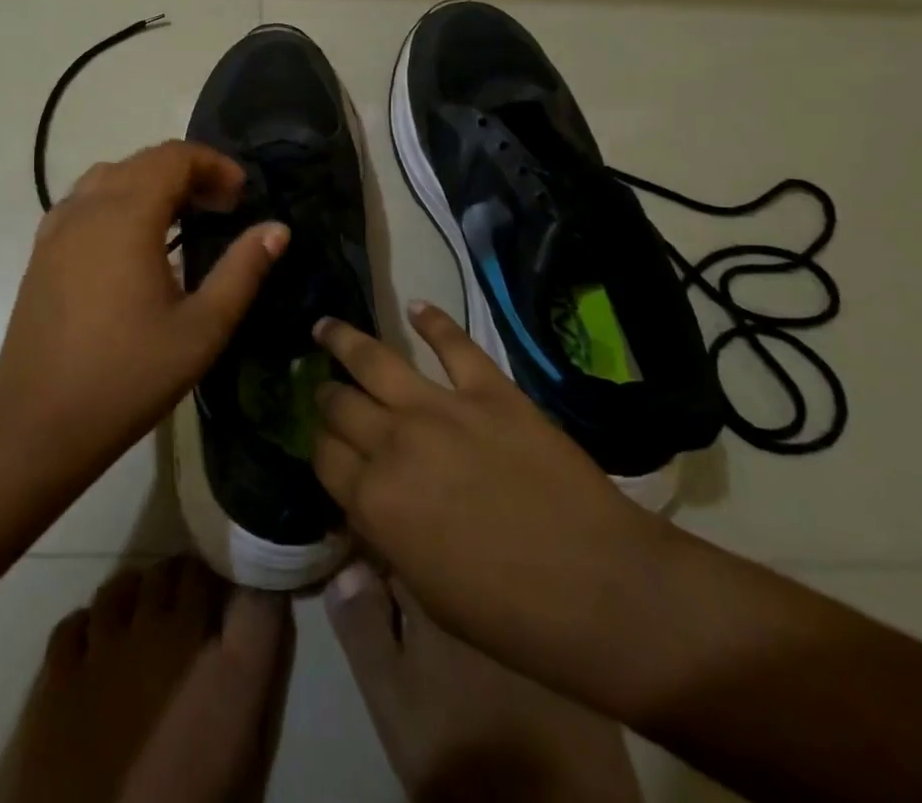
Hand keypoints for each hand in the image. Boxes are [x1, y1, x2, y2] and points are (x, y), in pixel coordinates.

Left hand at [0, 141, 287, 467]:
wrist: (39, 423)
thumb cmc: (129, 376)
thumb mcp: (202, 328)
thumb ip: (243, 271)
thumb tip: (276, 229)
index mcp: (127, 216)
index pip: (173, 157)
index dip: (213, 164)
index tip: (241, 196)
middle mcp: (88, 208)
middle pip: (142, 161)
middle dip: (188, 172)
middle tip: (221, 208)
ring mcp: (57, 228)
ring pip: (109, 177)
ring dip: (150, 182)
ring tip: (180, 218)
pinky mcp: (41, 251)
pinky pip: (83, 201)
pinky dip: (116, 200)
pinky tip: (130, 240)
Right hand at [311, 302, 670, 694]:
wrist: (600, 590)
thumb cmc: (510, 615)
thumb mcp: (427, 593)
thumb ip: (385, 537)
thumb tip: (366, 503)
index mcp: (374, 500)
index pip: (323, 455)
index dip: (320, 447)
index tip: (326, 445)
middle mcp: (394, 443)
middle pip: (339, 404)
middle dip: (326, 396)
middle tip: (325, 390)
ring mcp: (441, 408)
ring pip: (374, 360)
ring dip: (343, 339)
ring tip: (325, 326)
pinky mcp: (489, 389)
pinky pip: (453, 344)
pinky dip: (432, 321)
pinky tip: (416, 307)